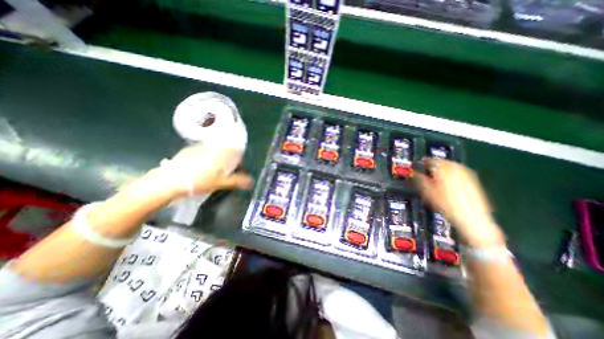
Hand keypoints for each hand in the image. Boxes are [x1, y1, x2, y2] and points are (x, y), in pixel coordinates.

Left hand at [153, 144, 253, 199]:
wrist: (170, 179)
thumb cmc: (200, 180)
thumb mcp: (222, 183)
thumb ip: (239, 181)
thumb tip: (251, 182)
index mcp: (223, 152)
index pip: (238, 153)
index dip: (240, 163)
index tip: (238, 172)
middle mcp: (214, 146)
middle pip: (228, 152)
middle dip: (230, 163)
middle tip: (226, 175)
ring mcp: (201, 146)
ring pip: (216, 152)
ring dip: (219, 161)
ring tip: (213, 173)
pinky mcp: (190, 149)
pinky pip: (205, 153)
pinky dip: (207, 160)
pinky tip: (201, 170)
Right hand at [417, 158, 505, 247]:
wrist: (472, 218)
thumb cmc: (445, 203)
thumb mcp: (426, 190)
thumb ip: (417, 178)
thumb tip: (411, 172)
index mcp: (443, 166)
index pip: (427, 160)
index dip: (419, 165)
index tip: (414, 171)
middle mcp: (456, 166)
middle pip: (439, 162)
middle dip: (430, 168)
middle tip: (423, 178)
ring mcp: (466, 172)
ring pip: (448, 168)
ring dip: (439, 173)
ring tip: (434, 183)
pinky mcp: (473, 180)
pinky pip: (456, 174)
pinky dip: (449, 177)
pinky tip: (446, 187)